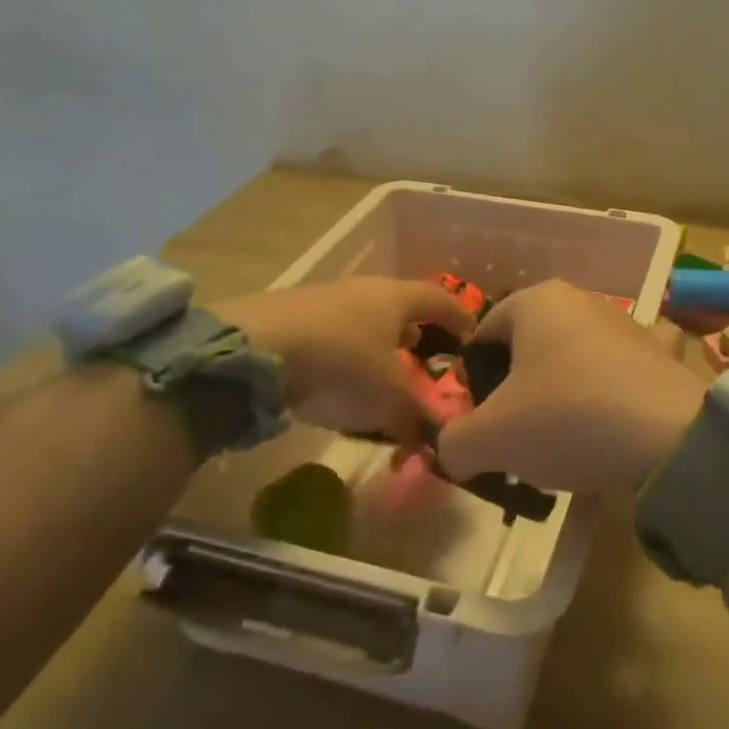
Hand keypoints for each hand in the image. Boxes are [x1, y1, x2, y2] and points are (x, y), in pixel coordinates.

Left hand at [212, 278, 472, 443]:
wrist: (256, 348)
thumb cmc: (341, 364)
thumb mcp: (387, 399)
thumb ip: (415, 418)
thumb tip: (435, 439)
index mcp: (396, 297)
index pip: (439, 299)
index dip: (458, 316)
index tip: (472, 334)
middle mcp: (363, 289)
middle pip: (398, 303)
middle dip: (414, 327)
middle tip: (423, 350)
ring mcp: (323, 297)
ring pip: (362, 315)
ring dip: (376, 339)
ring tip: (380, 366)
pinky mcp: (289, 313)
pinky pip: (331, 328)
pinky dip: (344, 348)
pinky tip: (335, 374)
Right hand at [437, 280, 705, 491]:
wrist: (670, 435)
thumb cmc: (566, 417)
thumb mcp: (490, 439)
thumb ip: (454, 443)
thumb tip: (455, 451)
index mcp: (536, 300)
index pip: (483, 336)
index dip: (474, 383)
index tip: (483, 424)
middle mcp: (581, 300)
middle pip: (527, 351)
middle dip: (516, 396)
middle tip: (517, 442)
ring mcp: (624, 325)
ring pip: (569, 366)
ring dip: (557, 403)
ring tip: (561, 451)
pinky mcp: (656, 355)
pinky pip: (611, 379)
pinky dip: (600, 405)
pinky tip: (604, 439)